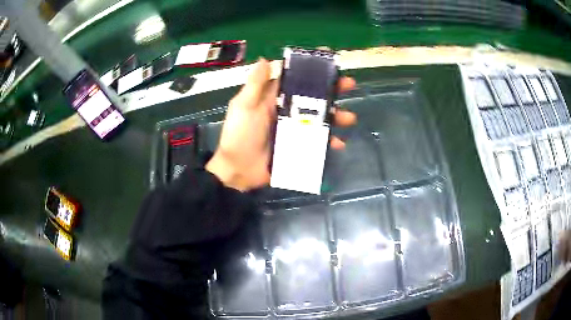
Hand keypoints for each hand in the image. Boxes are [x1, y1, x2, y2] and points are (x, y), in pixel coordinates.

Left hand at [206, 58, 356, 190]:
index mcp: (274, 98)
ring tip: (349, 118)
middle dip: (332, 90)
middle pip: (313, 97)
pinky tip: (338, 143)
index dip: (312, 70)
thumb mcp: (244, 106)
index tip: (330, 62)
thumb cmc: (240, 135)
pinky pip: (317, 141)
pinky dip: (329, 142)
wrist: (238, 170)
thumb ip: (255, 84)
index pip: (296, 79)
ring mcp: (294, 130)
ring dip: (336, 116)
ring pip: (319, 118)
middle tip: (349, 85)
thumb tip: (265, 59)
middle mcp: (287, 111)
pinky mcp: (298, 147)